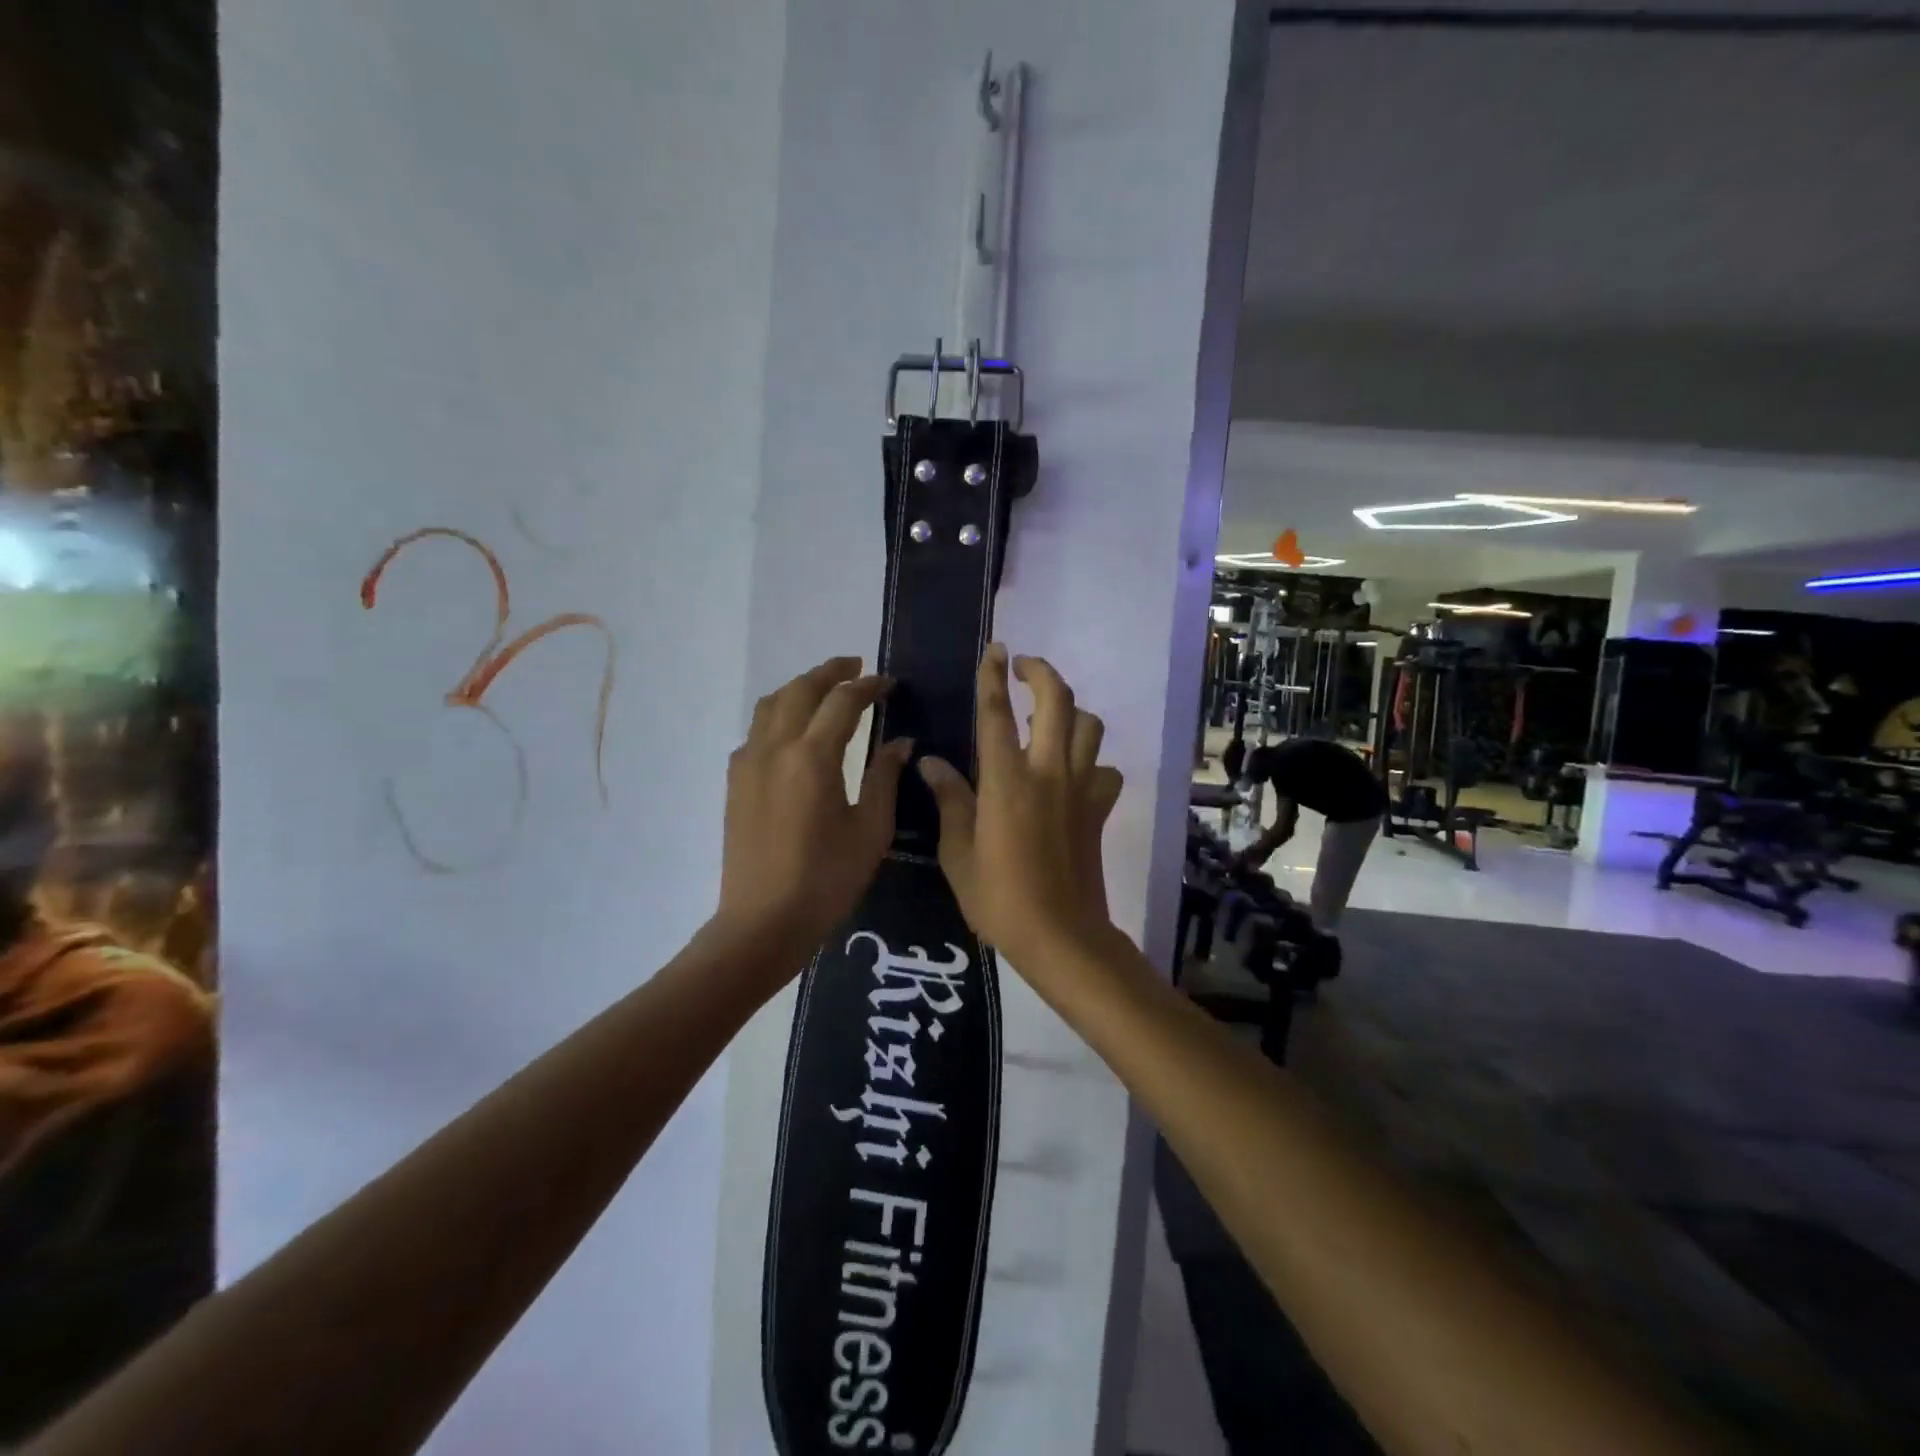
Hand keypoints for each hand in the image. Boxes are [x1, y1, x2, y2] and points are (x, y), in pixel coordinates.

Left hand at [715, 657, 912, 966]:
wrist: (763, 922)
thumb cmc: (826, 880)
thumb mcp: (870, 830)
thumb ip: (884, 777)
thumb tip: (901, 742)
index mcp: (812, 757)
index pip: (843, 702)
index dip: (868, 686)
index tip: (889, 683)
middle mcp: (775, 748)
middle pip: (801, 690)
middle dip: (831, 672)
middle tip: (856, 666)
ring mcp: (748, 763)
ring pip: (771, 704)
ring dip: (800, 688)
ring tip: (825, 689)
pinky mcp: (736, 782)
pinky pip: (757, 730)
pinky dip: (779, 714)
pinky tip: (795, 731)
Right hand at [918, 645, 1123, 974]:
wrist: (1060, 935)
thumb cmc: (999, 898)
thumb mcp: (958, 853)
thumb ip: (949, 800)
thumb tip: (931, 762)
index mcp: (1006, 781)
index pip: (997, 713)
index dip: (993, 676)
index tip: (995, 649)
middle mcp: (1048, 773)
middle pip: (1058, 701)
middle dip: (1042, 672)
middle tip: (1023, 667)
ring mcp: (1081, 789)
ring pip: (1090, 727)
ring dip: (1071, 713)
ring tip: (1048, 721)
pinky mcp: (1100, 810)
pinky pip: (1106, 770)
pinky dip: (1093, 763)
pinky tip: (1075, 776)